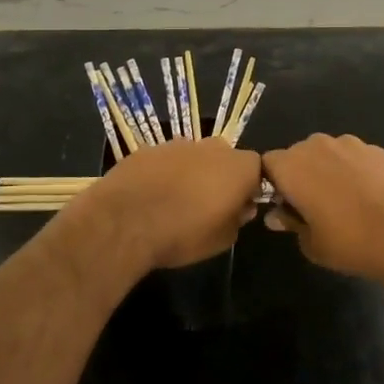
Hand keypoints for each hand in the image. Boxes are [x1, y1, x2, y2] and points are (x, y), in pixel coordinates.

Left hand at [74, 138, 262, 272]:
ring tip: (176, 202)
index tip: (239, 206)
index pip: (257, 168)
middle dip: (220, 176)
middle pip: (225, 157)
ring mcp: (179, 144)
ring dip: (192, 173)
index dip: (250, 187)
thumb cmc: (183, 234)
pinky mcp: (150, 148)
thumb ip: (238, 219)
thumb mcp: (223, 240)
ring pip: (194, 157)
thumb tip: (240, 208)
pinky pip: (166, 160)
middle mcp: (212, 147)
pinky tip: (152, 195)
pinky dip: (164, 173)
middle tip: (208, 204)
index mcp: (238, 167)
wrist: (126, 221)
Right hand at [260, 134, 383, 294]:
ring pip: (325, 153)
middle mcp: (317, 146)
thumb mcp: (313, 245)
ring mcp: (350, 143)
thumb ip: (291, 224)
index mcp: (293, 167)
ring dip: (326, 170)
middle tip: (311, 207)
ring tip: (343, 201)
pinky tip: (368, 196)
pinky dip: (352, 170)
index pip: (267, 164)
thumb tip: (277, 215)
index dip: (272, 184)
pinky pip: (352, 156)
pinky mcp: (376, 148)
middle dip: (298, 176)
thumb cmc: (355, 244)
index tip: (284, 206)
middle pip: (296, 154)